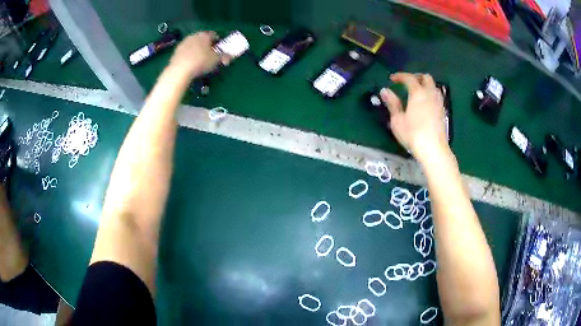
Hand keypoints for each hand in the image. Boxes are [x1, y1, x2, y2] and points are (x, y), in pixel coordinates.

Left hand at [169, 31, 229, 77]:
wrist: (180, 70)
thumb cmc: (201, 62)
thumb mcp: (216, 60)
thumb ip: (225, 56)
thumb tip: (231, 56)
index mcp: (205, 35)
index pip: (215, 35)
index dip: (218, 42)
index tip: (220, 50)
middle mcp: (194, 35)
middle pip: (203, 39)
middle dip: (207, 46)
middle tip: (210, 55)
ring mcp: (184, 43)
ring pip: (194, 45)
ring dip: (197, 50)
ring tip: (200, 61)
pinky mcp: (176, 51)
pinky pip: (186, 51)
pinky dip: (189, 55)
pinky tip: (191, 64)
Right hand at [380, 73, 449, 162]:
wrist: (434, 150)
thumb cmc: (413, 134)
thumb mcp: (398, 120)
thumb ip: (392, 103)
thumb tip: (385, 90)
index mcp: (418, 93)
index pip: (409, 78)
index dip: (400, 76)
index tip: (392, 79)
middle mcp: (430, 94)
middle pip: (426, 78)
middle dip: (416, 77)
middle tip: (407, 83)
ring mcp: (439, 103)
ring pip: (433, 86)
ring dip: (424, 85)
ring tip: (416, 92)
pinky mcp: (443, 112)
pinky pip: (436, 96)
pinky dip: (430, 94)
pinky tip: (424, 104)